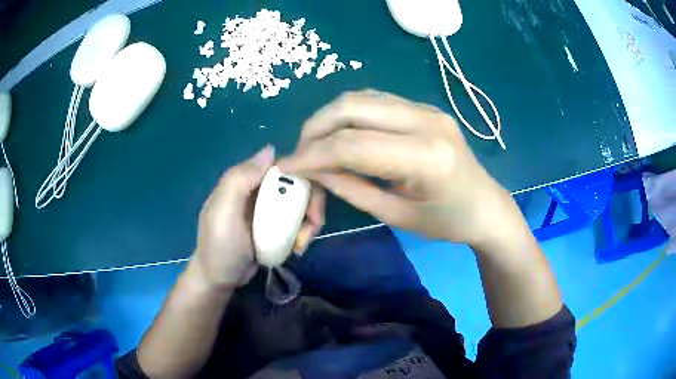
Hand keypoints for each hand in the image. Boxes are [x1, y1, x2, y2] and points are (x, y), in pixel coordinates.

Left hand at [192, 146, 323, 289]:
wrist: (220, 279)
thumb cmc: (219, 246)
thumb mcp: (223, 213)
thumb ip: (240, 180)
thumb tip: (271, 148)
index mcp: (246, 181)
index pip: (283, 166)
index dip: (304, 177)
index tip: (311, 202)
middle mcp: (260, 190)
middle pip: (298, 184)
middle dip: (311, 204)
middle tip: (312, 226)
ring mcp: (269, 208)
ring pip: (302, 203)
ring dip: (309, 221)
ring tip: (302, 243)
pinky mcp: (277, 226)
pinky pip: (299, 220)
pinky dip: (304, 231)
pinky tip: (298, 246)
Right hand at [278, 90, 521, 246]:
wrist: (486, 205)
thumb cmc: (448, 222)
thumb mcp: (397, 215)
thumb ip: (351, 188)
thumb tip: (313, 170)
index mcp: (425, 156)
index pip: (353, 145)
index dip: (312, 155)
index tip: (286, 167)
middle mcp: (426, 120)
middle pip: (352, 107)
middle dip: (315, 128)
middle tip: (299, 154)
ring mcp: (426, 108)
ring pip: (361, 97)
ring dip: (330, 118)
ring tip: (316, 145)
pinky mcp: (424, 107)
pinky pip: (375, 101)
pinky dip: (350, 115)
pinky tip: (342, 134)